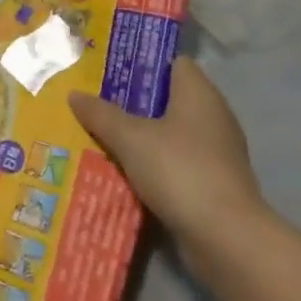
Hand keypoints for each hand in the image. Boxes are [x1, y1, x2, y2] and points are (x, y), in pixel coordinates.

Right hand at [69, 57, 268, 256]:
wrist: (225, 238)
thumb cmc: (179, 170)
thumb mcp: (130, 138)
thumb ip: (101, 114)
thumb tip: (74, 94)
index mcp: (199, 93)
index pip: (173, 63)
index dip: (143, 64)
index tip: (111, 70)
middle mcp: (213, 116)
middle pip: (169, 99)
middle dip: (135, 102)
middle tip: (98, 103)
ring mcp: (217, 152)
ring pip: (172, 133)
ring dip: (143, 136)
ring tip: (104, 136)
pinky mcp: (215, 183)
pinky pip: (178, 162)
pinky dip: (156, 164)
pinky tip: (127, 171)